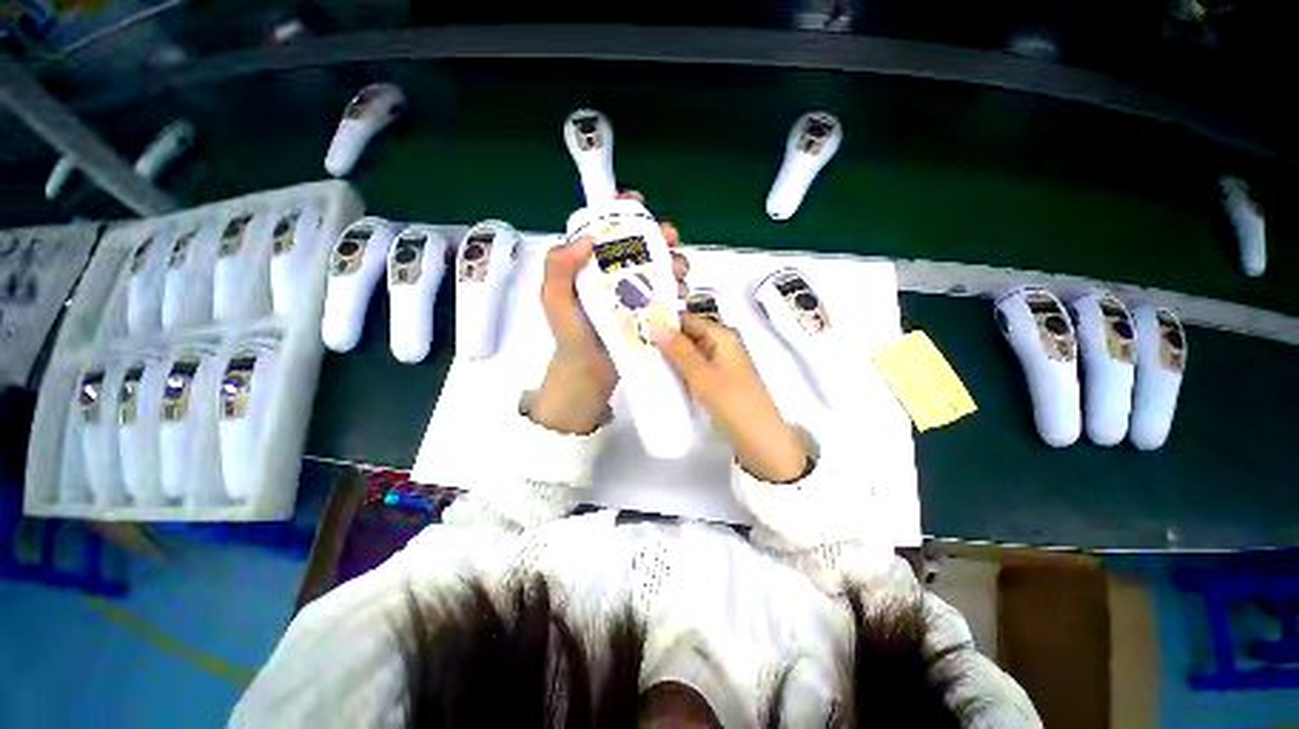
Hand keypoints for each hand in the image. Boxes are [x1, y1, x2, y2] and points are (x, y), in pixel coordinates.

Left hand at [529, 194, 687, 434]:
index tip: (638, 205)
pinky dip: (678, 289)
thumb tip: (586, 240)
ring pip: (661, 267)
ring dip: (674, 262)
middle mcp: (616, 274)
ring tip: (678, 272)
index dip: (623, 212)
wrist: (589, 374)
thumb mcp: (555, 301)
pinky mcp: (651, 312)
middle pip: (643, 245)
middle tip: (670, 239)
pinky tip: (680, 295)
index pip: (608, 229)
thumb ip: (559, 269)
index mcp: (592, 265)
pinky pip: (669, 293)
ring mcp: (636, 293)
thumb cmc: (570, 336)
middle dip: (660, 236)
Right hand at [651, 314, 808, 481]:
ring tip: (640, 360)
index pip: (687, 320)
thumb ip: (679, 350)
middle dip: (664, 340)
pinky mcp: (719, 381)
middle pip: (688, 335)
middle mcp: (722, 345)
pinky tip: (660, 377)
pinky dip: (679, 371)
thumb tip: (655, 324)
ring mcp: (721, 364)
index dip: (664, 321)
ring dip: (669, 357)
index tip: (637, 328)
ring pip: (690, 353)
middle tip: (633, 346)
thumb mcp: (702, 376)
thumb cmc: (732, 403)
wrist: (760, 439)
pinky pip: (694, 369)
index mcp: (722, 336)